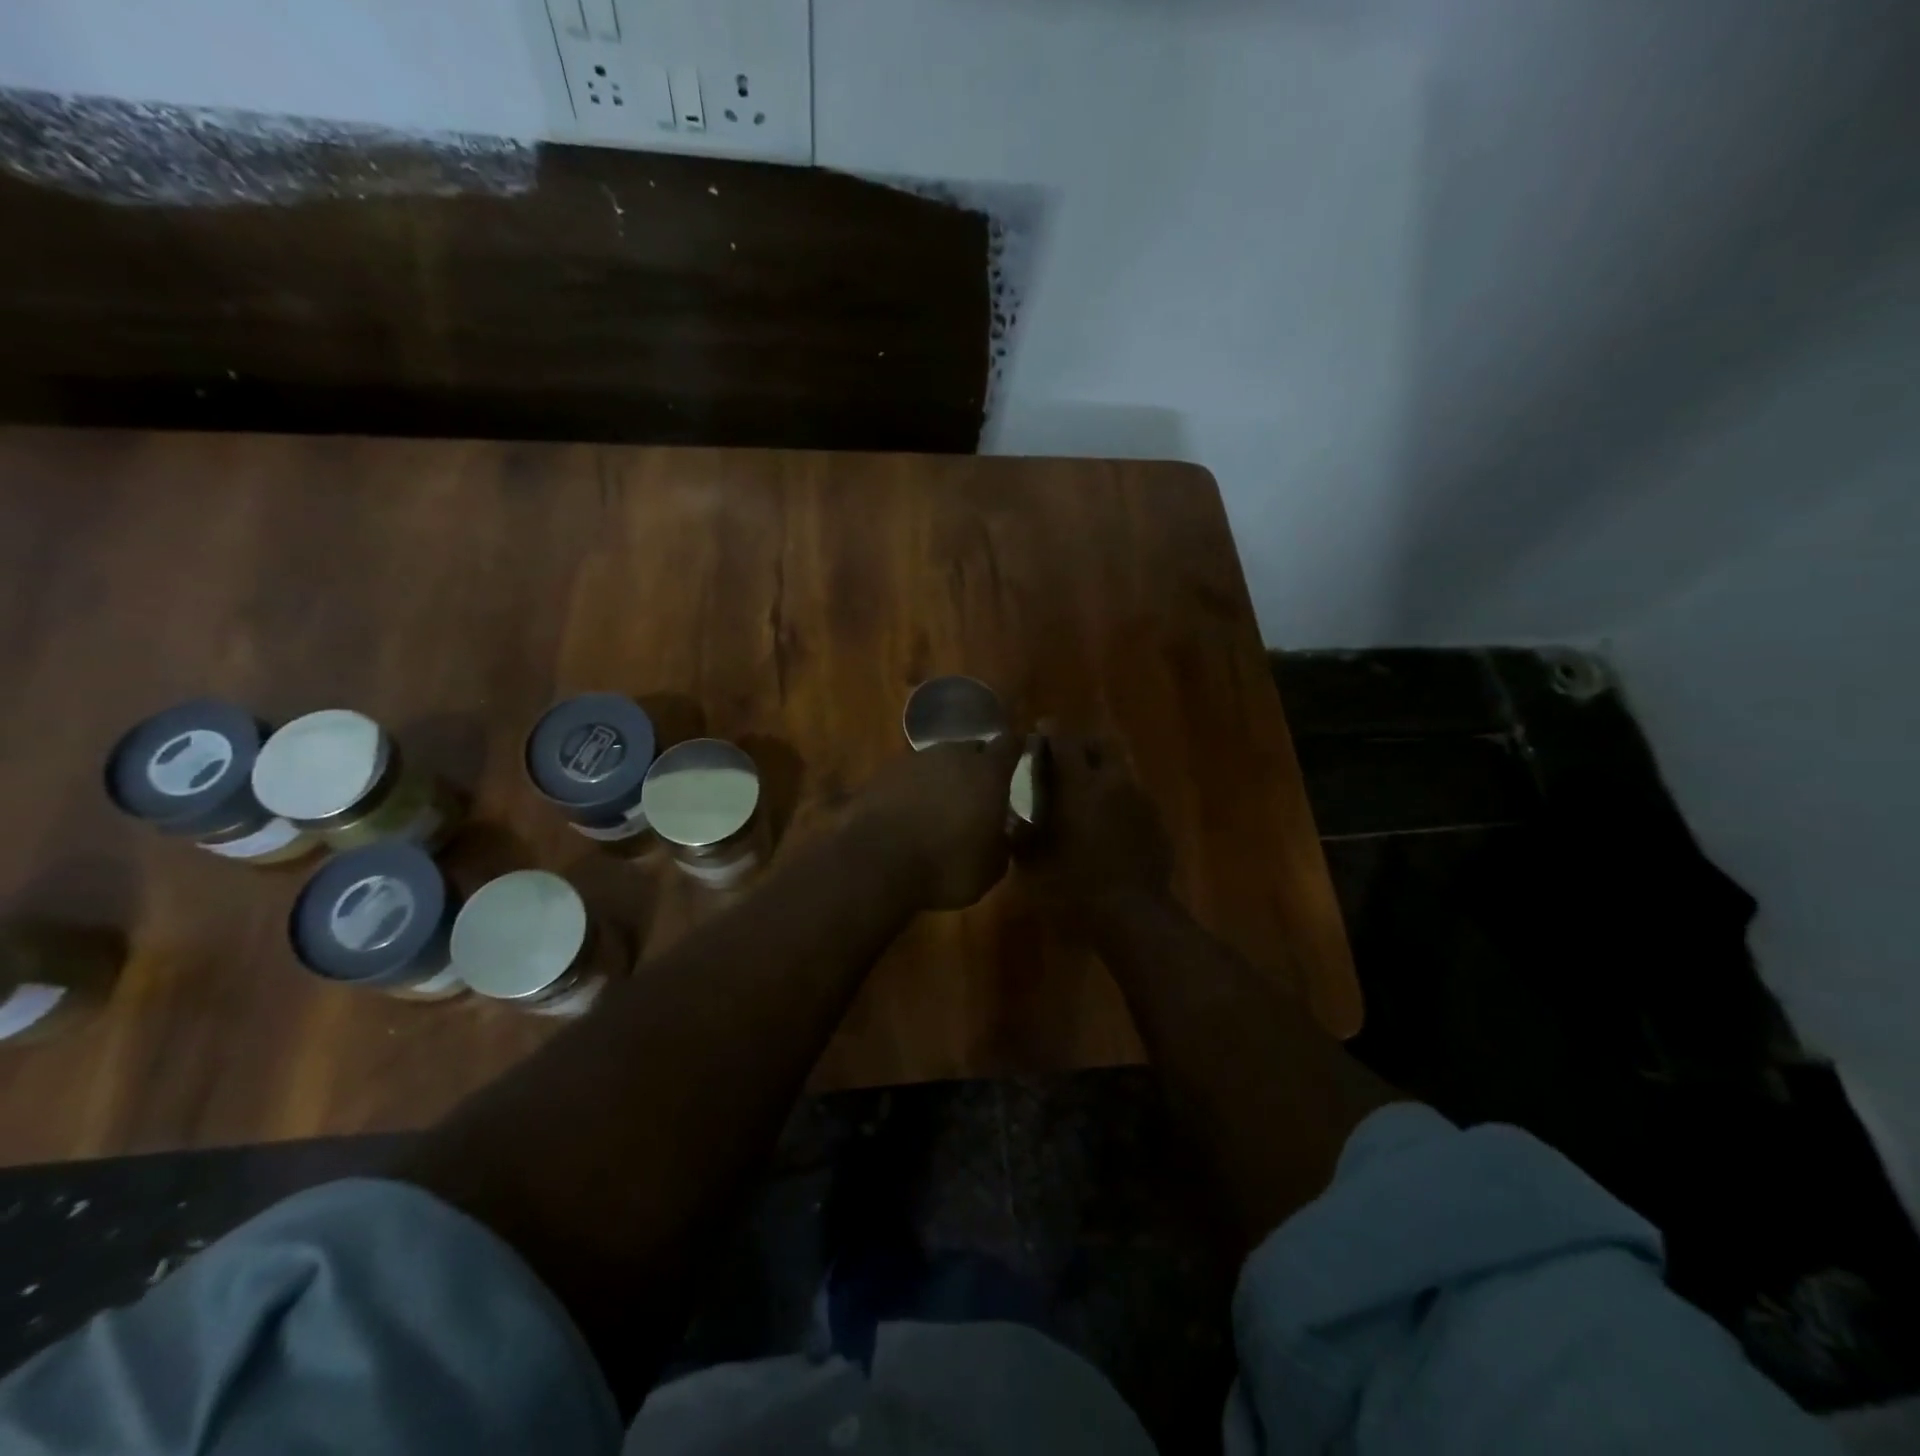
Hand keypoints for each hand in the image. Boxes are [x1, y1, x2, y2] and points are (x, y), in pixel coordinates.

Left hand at [852, 736, 1023, 910]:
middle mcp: (952, 756)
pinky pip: (907, 778)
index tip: (1020, 753)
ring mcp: (913, 761)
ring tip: (941, 806)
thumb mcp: (991, 869)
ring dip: (942, 778)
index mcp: (987, 772)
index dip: (1016, 749)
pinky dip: (912, 790)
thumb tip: (1001, 834)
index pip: (1009, 745)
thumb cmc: (946, 865)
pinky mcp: (881, 774)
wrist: (876, 862)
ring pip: (936, 762)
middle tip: (978, 791)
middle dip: (976, 766)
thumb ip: (1002, 844)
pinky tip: (908, 814)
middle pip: (970, 750)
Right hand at [1018, 731, 1171, 920]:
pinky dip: (1118, 802)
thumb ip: (1021, 832)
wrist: (1132, 915)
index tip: (1038, 735)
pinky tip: (1107, 826)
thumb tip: (1016, 819)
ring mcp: (1141, 800)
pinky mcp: (1157, 822)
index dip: (1049, 732)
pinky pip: (1133, 798)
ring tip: (1085, 797)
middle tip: (1063, 762)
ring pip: (1119, 771)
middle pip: (1099, 745)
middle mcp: (1113, 781)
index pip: (1063, 740)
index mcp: (1080, 784)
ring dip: (1101, 775)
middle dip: (1080, 746)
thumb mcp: (1032, 861)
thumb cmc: (1074, 885)